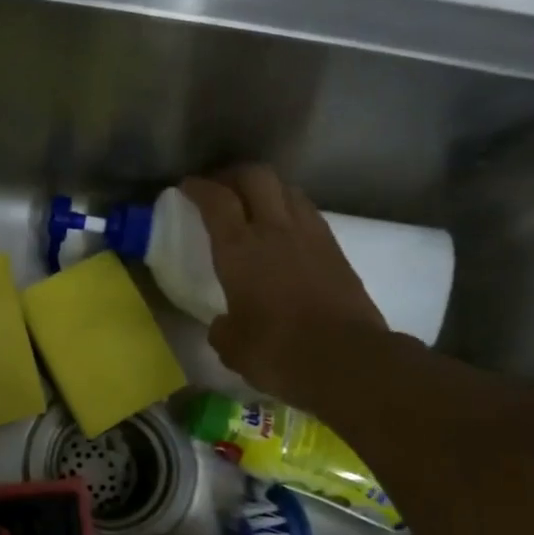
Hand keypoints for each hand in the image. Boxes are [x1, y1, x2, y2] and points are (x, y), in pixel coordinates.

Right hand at [180, 166, 385, 404]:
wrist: (346, 359)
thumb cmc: (278, 351)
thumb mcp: (232, 347)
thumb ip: (222, 328)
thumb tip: (224, 324)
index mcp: (240, 250)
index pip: (216, 201)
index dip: (199, 188)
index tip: (187, 186)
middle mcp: (275, 230)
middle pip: (256, 177)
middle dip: (234, 175)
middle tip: (221, 188)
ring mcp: (310, 236)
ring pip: (287, 189)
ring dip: (266, 189)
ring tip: (254, 205)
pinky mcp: (336, 250)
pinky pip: (308, 213)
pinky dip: (291, 210)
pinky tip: (285, 231)